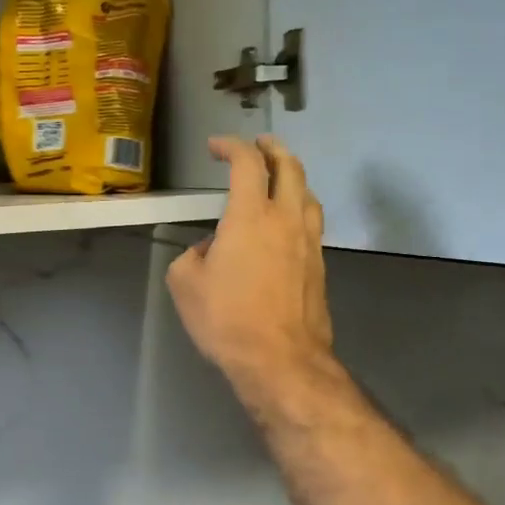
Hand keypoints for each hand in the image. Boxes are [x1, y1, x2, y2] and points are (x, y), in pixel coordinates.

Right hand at [167, 135, 334, 395]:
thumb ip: (193, 254)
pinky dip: (298, 208)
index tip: (216, 146)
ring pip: (308, 194)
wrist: (280, 359)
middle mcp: (286, 219)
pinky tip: (287, 223)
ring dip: (292, 177)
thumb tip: (212, 249)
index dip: (231, 146)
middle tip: (260, 144)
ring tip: (278, 178)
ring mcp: (309, 242)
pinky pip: (311, 222)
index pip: (247, 163)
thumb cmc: (227, 318)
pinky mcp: (320, 266)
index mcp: (250, 216)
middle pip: (290, 167)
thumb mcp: (185, 283)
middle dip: (273, 149)